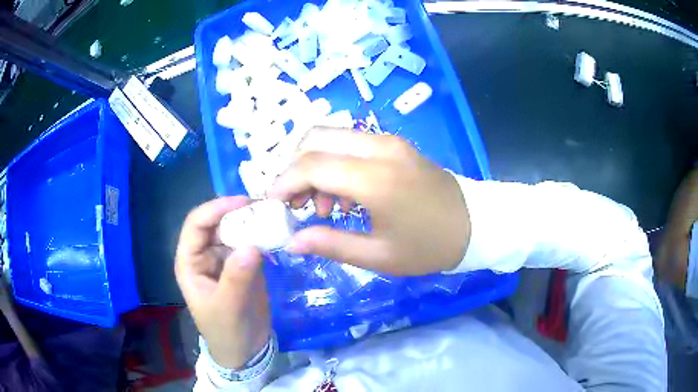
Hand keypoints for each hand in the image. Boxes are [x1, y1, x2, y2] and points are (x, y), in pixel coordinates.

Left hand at [175, 197, 269, 368]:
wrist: (245, 351)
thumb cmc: (226, 331)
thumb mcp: (227, 308)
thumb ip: (236, 278)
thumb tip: (251, 245)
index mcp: (190, 262)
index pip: (196, 224)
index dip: (215, 209)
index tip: (242, 203)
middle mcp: (205, 255)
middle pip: (217, 222)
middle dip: (237, 212)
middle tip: (265, 207)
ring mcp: (225, 259)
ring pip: (236, 230)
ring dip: (252, 222)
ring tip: (274, 215)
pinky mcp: (244, 265)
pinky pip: (251, 243)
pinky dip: (262, 236)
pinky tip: (277, 232)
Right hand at [268, 128, 470, 275]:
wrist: (474, 225)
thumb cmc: (428, 246)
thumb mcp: (378, 256)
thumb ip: (330, 244)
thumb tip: (292, 242)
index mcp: (375, 179)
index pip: (311, 165)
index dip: (284, 182)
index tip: (273, 204)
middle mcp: (379, 148)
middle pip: (315, 139)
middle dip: (294, 168)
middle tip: (295, 202)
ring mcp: (388, 141)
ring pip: (331, 136)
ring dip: (314, 164)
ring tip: (321, 205)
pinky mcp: (394, 143)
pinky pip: (351, 141)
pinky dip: (334, 161)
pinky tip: (343, 194)